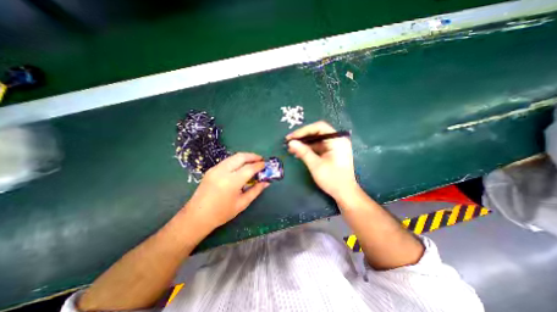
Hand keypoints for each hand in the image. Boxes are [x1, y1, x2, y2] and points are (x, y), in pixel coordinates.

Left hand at [182, 152, 267, 234]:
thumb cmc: (221, 213)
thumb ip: (255, 191)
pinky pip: (227, 160)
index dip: (259, 165)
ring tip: (253, 161)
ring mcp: (215, 169)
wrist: (197, 216)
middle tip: (261, 160)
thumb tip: (266, 182)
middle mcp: (223, 171)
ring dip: (245, 157)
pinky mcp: (211, 169)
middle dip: (253, 156)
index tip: (265, 165)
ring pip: (233, 157)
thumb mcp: (242, 203)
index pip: (249, 168)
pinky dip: (237, 160)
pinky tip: (241, 166)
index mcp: (231, 182)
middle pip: (241, 157)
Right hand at [285, 120, 358, 198]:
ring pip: (316, 140)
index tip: (292, 137)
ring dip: (304, 143)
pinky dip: (309, 149)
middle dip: (303, 137)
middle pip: (317, 132)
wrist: (344, 193)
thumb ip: (303, 152)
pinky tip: (299, 153)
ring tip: (292, 149)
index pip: (319, 127)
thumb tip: (291, 142)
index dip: (304, 130)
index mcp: (337, 140)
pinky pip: (318, 146)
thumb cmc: (332, 179)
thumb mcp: (316, 165)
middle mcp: (337, 140)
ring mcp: (335, 146)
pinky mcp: (332, 152)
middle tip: (289, 142)